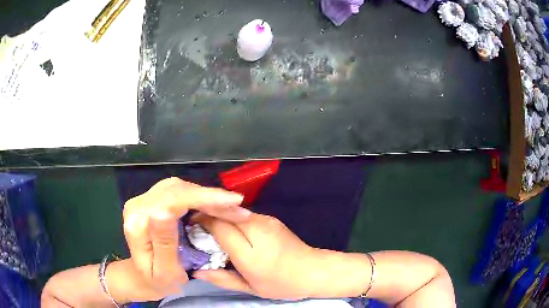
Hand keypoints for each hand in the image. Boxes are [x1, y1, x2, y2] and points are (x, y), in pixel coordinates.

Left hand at [116, 178, 248, 302]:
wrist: (141, 277)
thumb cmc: (156, 281)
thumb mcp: (164, 270)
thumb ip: (164, 241)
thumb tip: (165, 210)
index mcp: (138, 222)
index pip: (171, 200)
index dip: (203, 197)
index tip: (233, 201)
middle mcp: (138, 205)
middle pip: (177, 190)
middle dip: (210, 196)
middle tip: (237, 208)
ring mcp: (144, 200)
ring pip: (179, 187)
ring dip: (206, 195)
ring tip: (229, 206)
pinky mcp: (151, 200)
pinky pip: (178, 192)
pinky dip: (198, 196)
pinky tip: (213, 204)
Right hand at [193, 213, 324, 299]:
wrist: (313, 270)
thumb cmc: (281, 283)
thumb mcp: (250, 288)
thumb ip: (222, 279)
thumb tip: (197, 271)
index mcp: (249, 251)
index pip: (218, 225)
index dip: (201, 222)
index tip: (190, 227)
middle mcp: (257, 229)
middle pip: (224, 214)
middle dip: (208, 216)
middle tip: (197, 229)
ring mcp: (266, 220)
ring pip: (234, 212)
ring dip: (220, 218)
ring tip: (212, 231)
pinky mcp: (271, 219)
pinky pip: (245, 215)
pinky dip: (233, 220)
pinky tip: (232, 232)